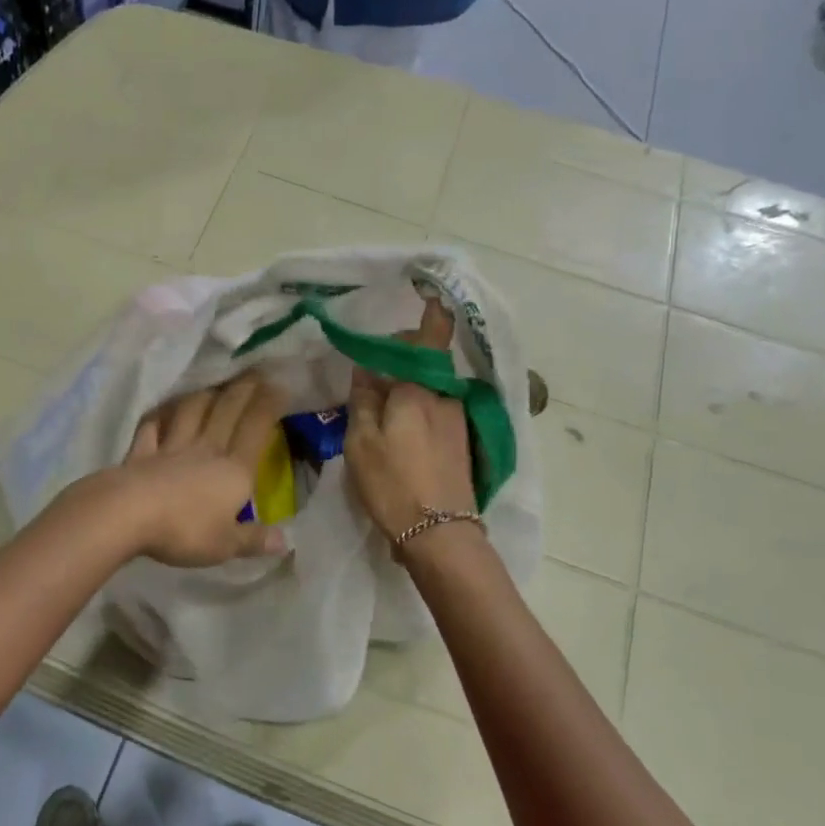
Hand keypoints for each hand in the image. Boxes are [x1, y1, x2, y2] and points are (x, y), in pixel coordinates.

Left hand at [110, 372, 287, 566]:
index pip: (256, 429)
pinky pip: (151, 428)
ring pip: (190, 412)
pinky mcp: (141, 453)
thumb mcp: (225, 544)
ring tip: (213, 385)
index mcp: (233, 471)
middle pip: (226, 412)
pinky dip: (158, 416)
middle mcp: (205, 450)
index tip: (279, 385)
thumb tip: (286, 541)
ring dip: (203, 395)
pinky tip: (161, 409)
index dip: (269, 405)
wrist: (128, 514)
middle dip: (243, 389)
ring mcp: (170, 448)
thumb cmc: (184, 530)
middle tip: (254, 370)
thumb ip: (254, 540)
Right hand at [344, 300, 476, 541]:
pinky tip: (398, 430)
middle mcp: (446, 397)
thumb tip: (367, 369)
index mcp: (421, 388)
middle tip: (370, 373)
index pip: (431, 336)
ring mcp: (458, 421)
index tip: (427, 291)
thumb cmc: (393, 484)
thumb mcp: (362, 442)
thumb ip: (364, 400)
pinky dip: (418, 407)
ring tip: (379, 407)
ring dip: (408, 386)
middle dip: (401, 357)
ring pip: (430, 388)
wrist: (441, 535)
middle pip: (426, 362)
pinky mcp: (462, 443)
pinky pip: (436, 410)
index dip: (432, 310)